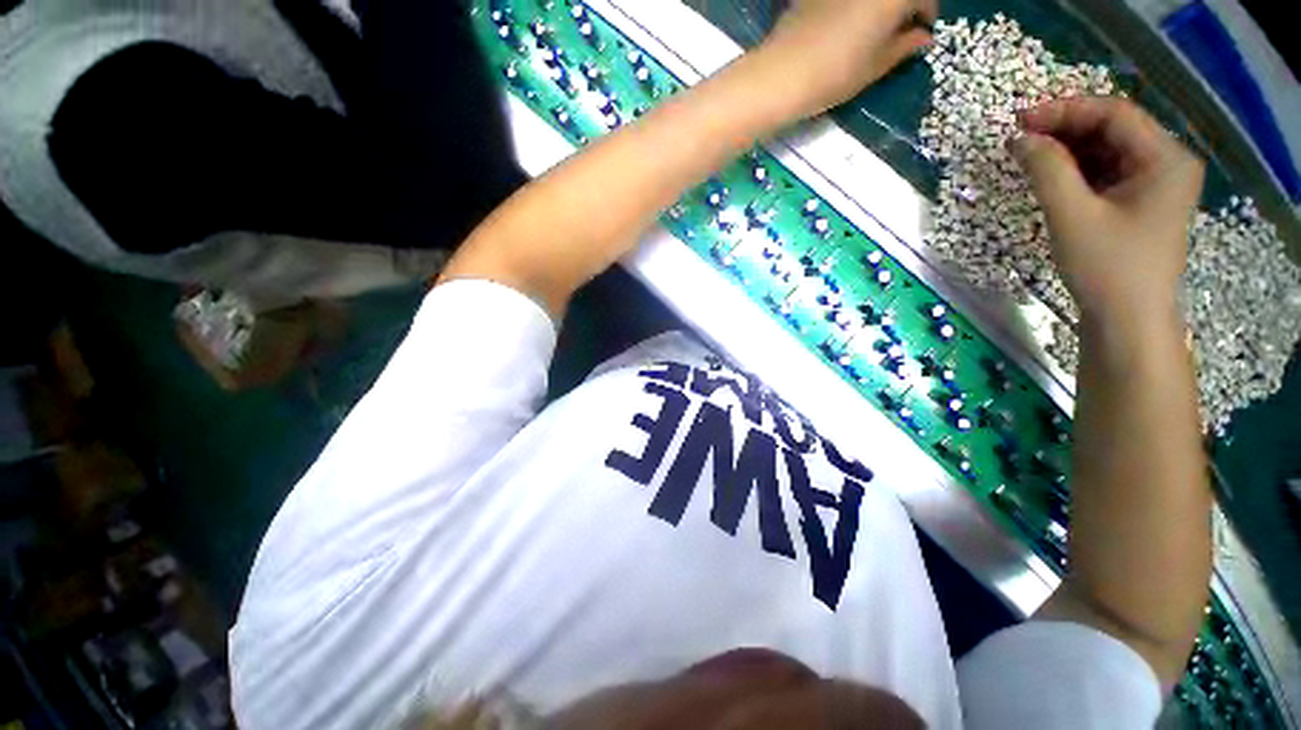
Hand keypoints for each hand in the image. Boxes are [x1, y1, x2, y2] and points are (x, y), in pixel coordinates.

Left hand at [759, 0, 935, 115]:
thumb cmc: (835, 73)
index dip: (927, 15)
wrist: (783, 73)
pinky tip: (844, 23)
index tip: (921, 34)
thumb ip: (904, 47)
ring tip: (872, 27)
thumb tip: (922, 38)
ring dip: (878, 5)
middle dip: (902, 6)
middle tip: (898, 29)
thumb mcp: (876, 66)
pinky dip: (852, 5)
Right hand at [1011, 97, 1204, 322]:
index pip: (1115, 114)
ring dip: (1068, 150)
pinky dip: (1077, 170)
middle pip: (1113, 129)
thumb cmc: (1107, 267)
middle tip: (1020, 138)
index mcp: (1166, 159)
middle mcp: (1168, 163)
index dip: (1066, 110)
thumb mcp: (1071, 215)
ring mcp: (1157, 184)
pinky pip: (1107, 172)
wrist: (1127, 320)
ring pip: (1108, 150)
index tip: (1020, 120)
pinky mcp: (1141, 202)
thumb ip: (1046, 170)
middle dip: (1065, 129)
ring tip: (1029, 157)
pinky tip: (1051, 176)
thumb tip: (1019, 139)